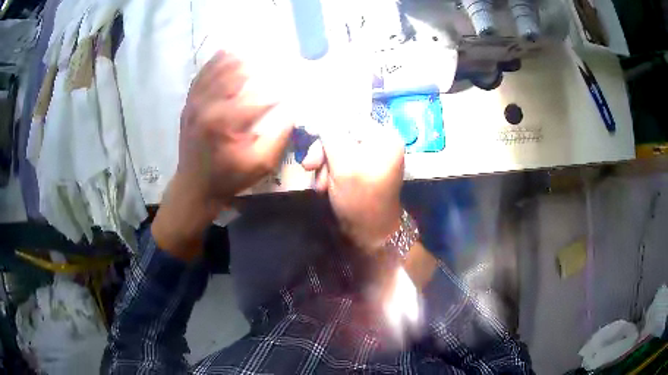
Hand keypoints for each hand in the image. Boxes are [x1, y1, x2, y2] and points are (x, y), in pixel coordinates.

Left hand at [153, 51, 293, 259]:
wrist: (194, 186)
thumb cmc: (228, 177)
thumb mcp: (259, 164)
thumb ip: (278, 137)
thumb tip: (292, 111)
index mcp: (225, 122)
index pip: (257, 97)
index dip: (277, 91)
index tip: (291, 87)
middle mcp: (207, 106)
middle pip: (235, 75)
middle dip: (256, 65)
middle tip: (273, 57)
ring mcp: (195, 103)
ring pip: (217, 70)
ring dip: (236, 58)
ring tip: (253, 50)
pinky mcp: (189, 103)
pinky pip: (201, 76)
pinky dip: (214, 62)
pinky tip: (226, 52)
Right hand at [302, 126, 404, 252]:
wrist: (371, 234)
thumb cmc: (361, 199)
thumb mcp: (344, 165)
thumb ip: (331, 135)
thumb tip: (321, 113)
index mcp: (384, 137)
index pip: (349, 119)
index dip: (327, 129)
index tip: (311, 145)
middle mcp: (380, 143)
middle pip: (342, 134)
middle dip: (324, 152)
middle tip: (309, 167)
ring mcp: (372, 157)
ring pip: (338, 149)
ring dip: (325, 166)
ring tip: (320, 186)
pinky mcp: (363, 169)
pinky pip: (341, 162)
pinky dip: (330, 173)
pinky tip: (325, 187)